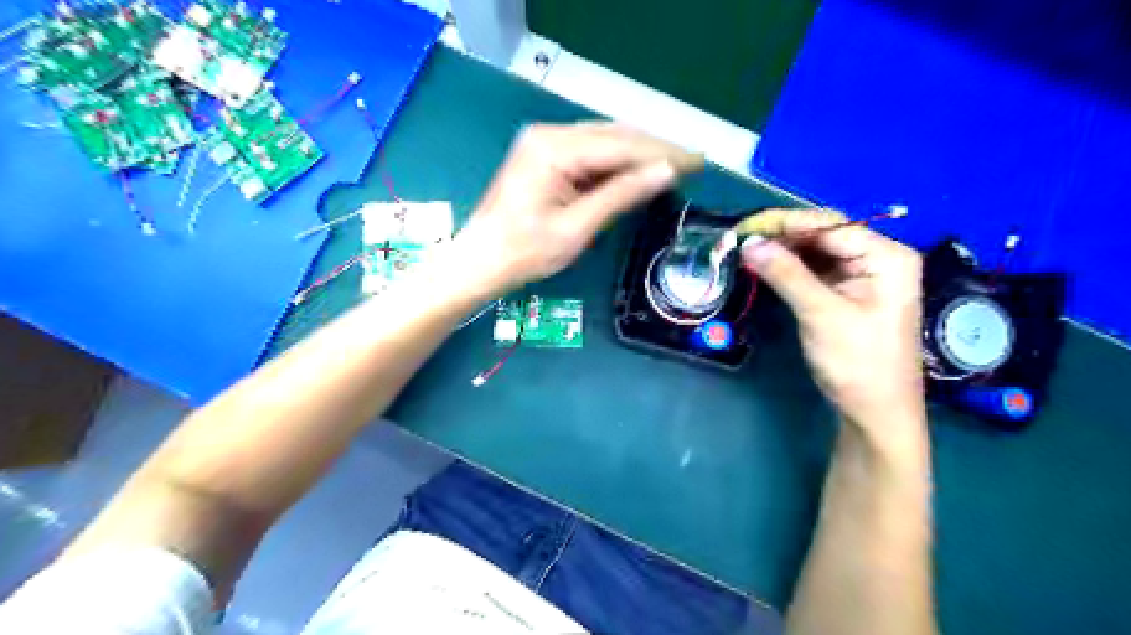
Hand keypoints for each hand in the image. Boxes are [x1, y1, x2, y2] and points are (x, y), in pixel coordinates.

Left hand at [452, 120, 699, 293]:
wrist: (479, 261)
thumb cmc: (524, 252)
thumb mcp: (576, 228)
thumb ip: (621, 195)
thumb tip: (666, 172)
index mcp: (554, 148)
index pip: (621, 145)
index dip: (663, 153)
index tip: (698, 162)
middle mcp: (550, 133)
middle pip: (615, 136)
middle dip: (655, 151)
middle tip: (693, 165)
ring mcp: (545, 142)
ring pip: (604, 141)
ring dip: (638, 155)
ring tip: (674, 168)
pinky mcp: (545, 155)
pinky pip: (589, 152)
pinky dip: (616, 163)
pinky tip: (637, 173)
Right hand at [745, 211, 926, 449]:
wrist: (875, 412)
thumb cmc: (857, 363)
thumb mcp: (820, 314)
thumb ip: (785, 274)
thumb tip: (748, 242)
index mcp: (886, 256)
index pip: (829, 225)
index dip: (784, 222)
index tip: (744, 227)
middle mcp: (878, 258)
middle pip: (823, 235)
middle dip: (781, 236)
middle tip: (739, 240)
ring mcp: (863, 276)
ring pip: (815, 252)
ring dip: (782, 252)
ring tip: (746, 251)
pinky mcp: (848, 293)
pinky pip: (815, 271)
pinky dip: (789, 269)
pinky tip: (765, 267)